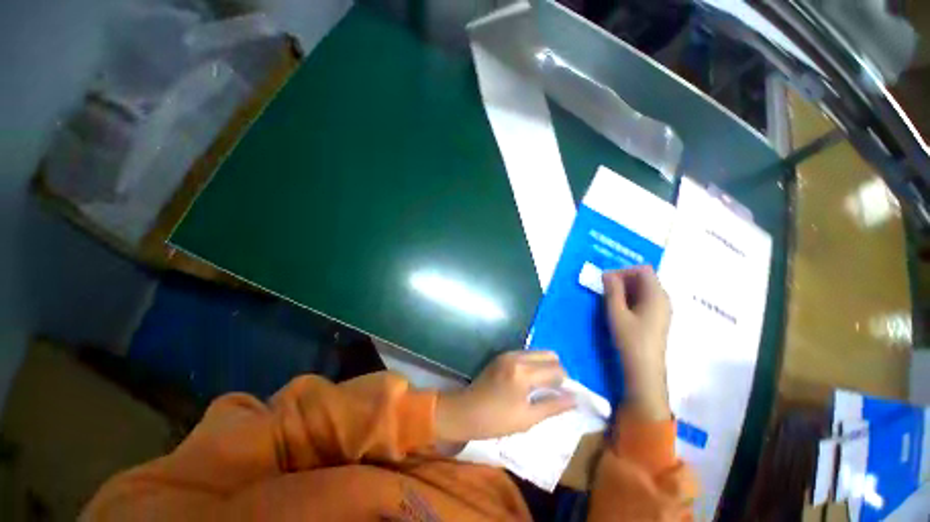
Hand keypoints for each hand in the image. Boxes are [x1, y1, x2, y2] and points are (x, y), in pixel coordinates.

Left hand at [435, 351, 575, 442]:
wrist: (465, 411)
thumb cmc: (496, 420)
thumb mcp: (527, 418)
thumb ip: (553, 406)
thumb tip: (574, 399)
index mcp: (524, 373)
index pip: (556, 370)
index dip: (565, 383)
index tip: (563, 396)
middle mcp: (517, 357)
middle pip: (549, 354)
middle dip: (556, 370)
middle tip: (553, 390)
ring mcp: (508, 353)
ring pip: (537, 352)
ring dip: (544, 366)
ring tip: (541, 386)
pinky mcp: (502, 355)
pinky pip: (525, 354)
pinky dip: (533, 364)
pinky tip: (528, 381)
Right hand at [603, 266, 671, 420]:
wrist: (644, 369)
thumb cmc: (630, 338)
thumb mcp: (616, 312)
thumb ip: (612, 290)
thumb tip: (607, 274)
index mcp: (657, 295)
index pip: (643, 270)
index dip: (623, 271)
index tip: (607, 280)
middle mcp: (664, 299)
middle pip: (645, 278)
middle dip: (623, 279)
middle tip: (605, 289)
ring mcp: (662, 309)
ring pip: (644, 289)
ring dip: (626, 289)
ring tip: (609, 298)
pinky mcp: (658, 318)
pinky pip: (645, 300)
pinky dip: (631, 298)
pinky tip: (620, 309)